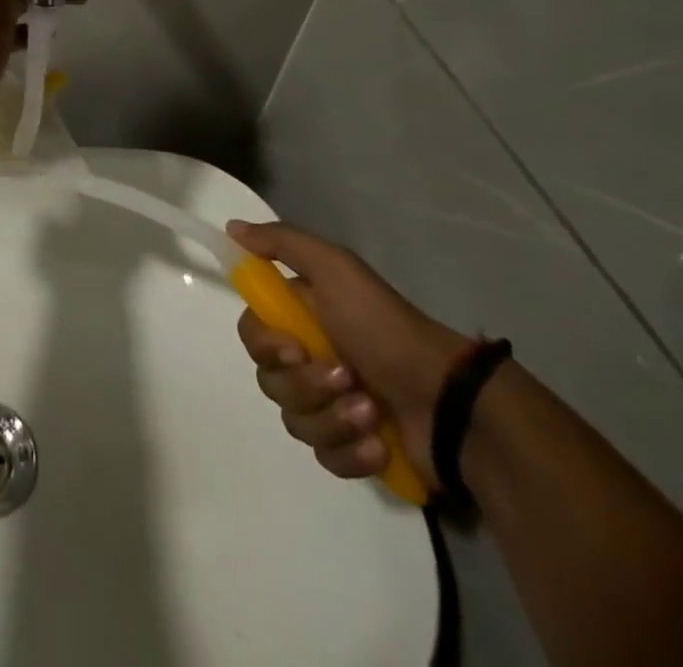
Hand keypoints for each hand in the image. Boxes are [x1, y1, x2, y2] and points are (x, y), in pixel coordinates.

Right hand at [228, 221, 467, 482]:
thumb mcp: (335, 269)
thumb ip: (282, 243)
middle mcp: (310, 357)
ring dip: (333, 417)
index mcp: (302, 316)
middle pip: (270, 381)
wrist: (451, 402)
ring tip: (371, 411)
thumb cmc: (385, 328)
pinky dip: (351, 451)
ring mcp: (331, 405)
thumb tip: (231, 226)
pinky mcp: (353, 448)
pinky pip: (325, 457)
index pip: (252, 334)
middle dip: (307, 385)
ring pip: (295, 421)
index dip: (265, 345)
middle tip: (346, 376)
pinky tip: (380, 443)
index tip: (295, 348)